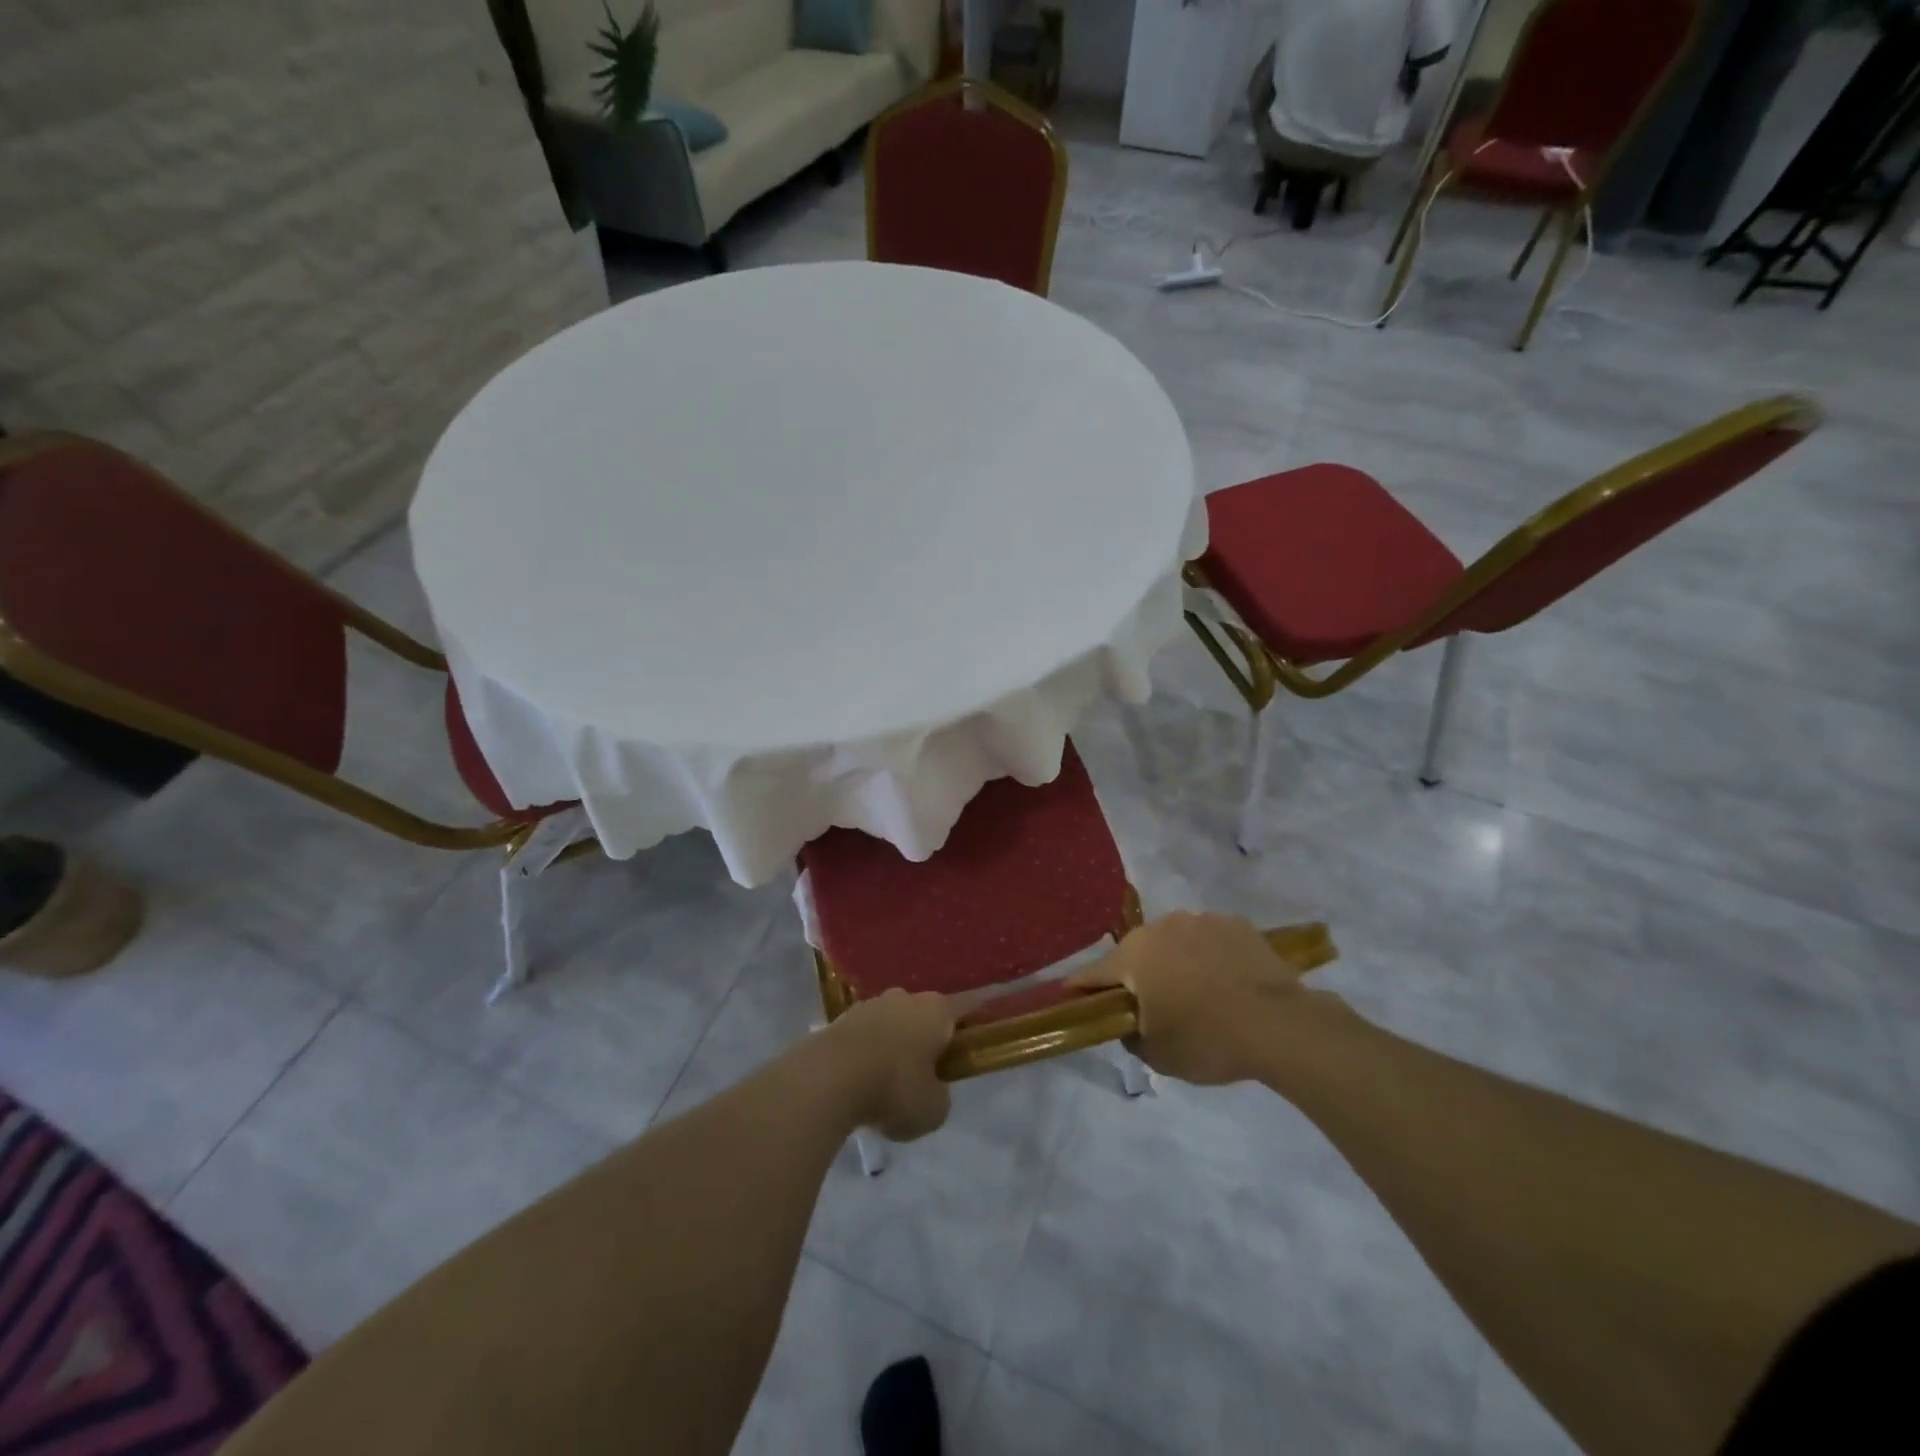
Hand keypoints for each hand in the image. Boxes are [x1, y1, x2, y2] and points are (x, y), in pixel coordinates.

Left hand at [821, 990, 954, 1141]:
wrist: (829, 1078)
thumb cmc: (894, 1089)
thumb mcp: (934, 1110)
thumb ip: (940, 1096)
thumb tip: (931, 1089)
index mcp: (937, 1010)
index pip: (964, 1011)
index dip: (969, 1030)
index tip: (967, 1049)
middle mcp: (906, 997)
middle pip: (924, 1017)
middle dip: (925, 1041)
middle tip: (923, 1076)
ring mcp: (870, 1004)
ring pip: (891, 1024)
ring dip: (892, 1047)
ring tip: (885, 1084)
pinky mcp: (840, 1018)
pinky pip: (864, 1036)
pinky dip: (865, 1054)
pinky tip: (859, 1082)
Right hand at [1069, 911, 1347, 1085]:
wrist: (1279, 1025)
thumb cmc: (1207, 1040)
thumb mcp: (1158, 1054)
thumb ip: (1131, 1036)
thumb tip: (1130, 1023)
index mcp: (1133, 955)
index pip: (1093, 973)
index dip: (1081, 988)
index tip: (1073, 997)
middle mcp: (1160, 927)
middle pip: (1136, 953)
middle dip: (1138, 976)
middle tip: (1151, 1006)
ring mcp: (1200, 920)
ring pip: (1175, 943)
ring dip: (1176, 963)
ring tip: (1198, 994)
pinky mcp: (1235, 923)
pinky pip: (1210, 940)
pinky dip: (1210, 957)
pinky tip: (1227, 983)